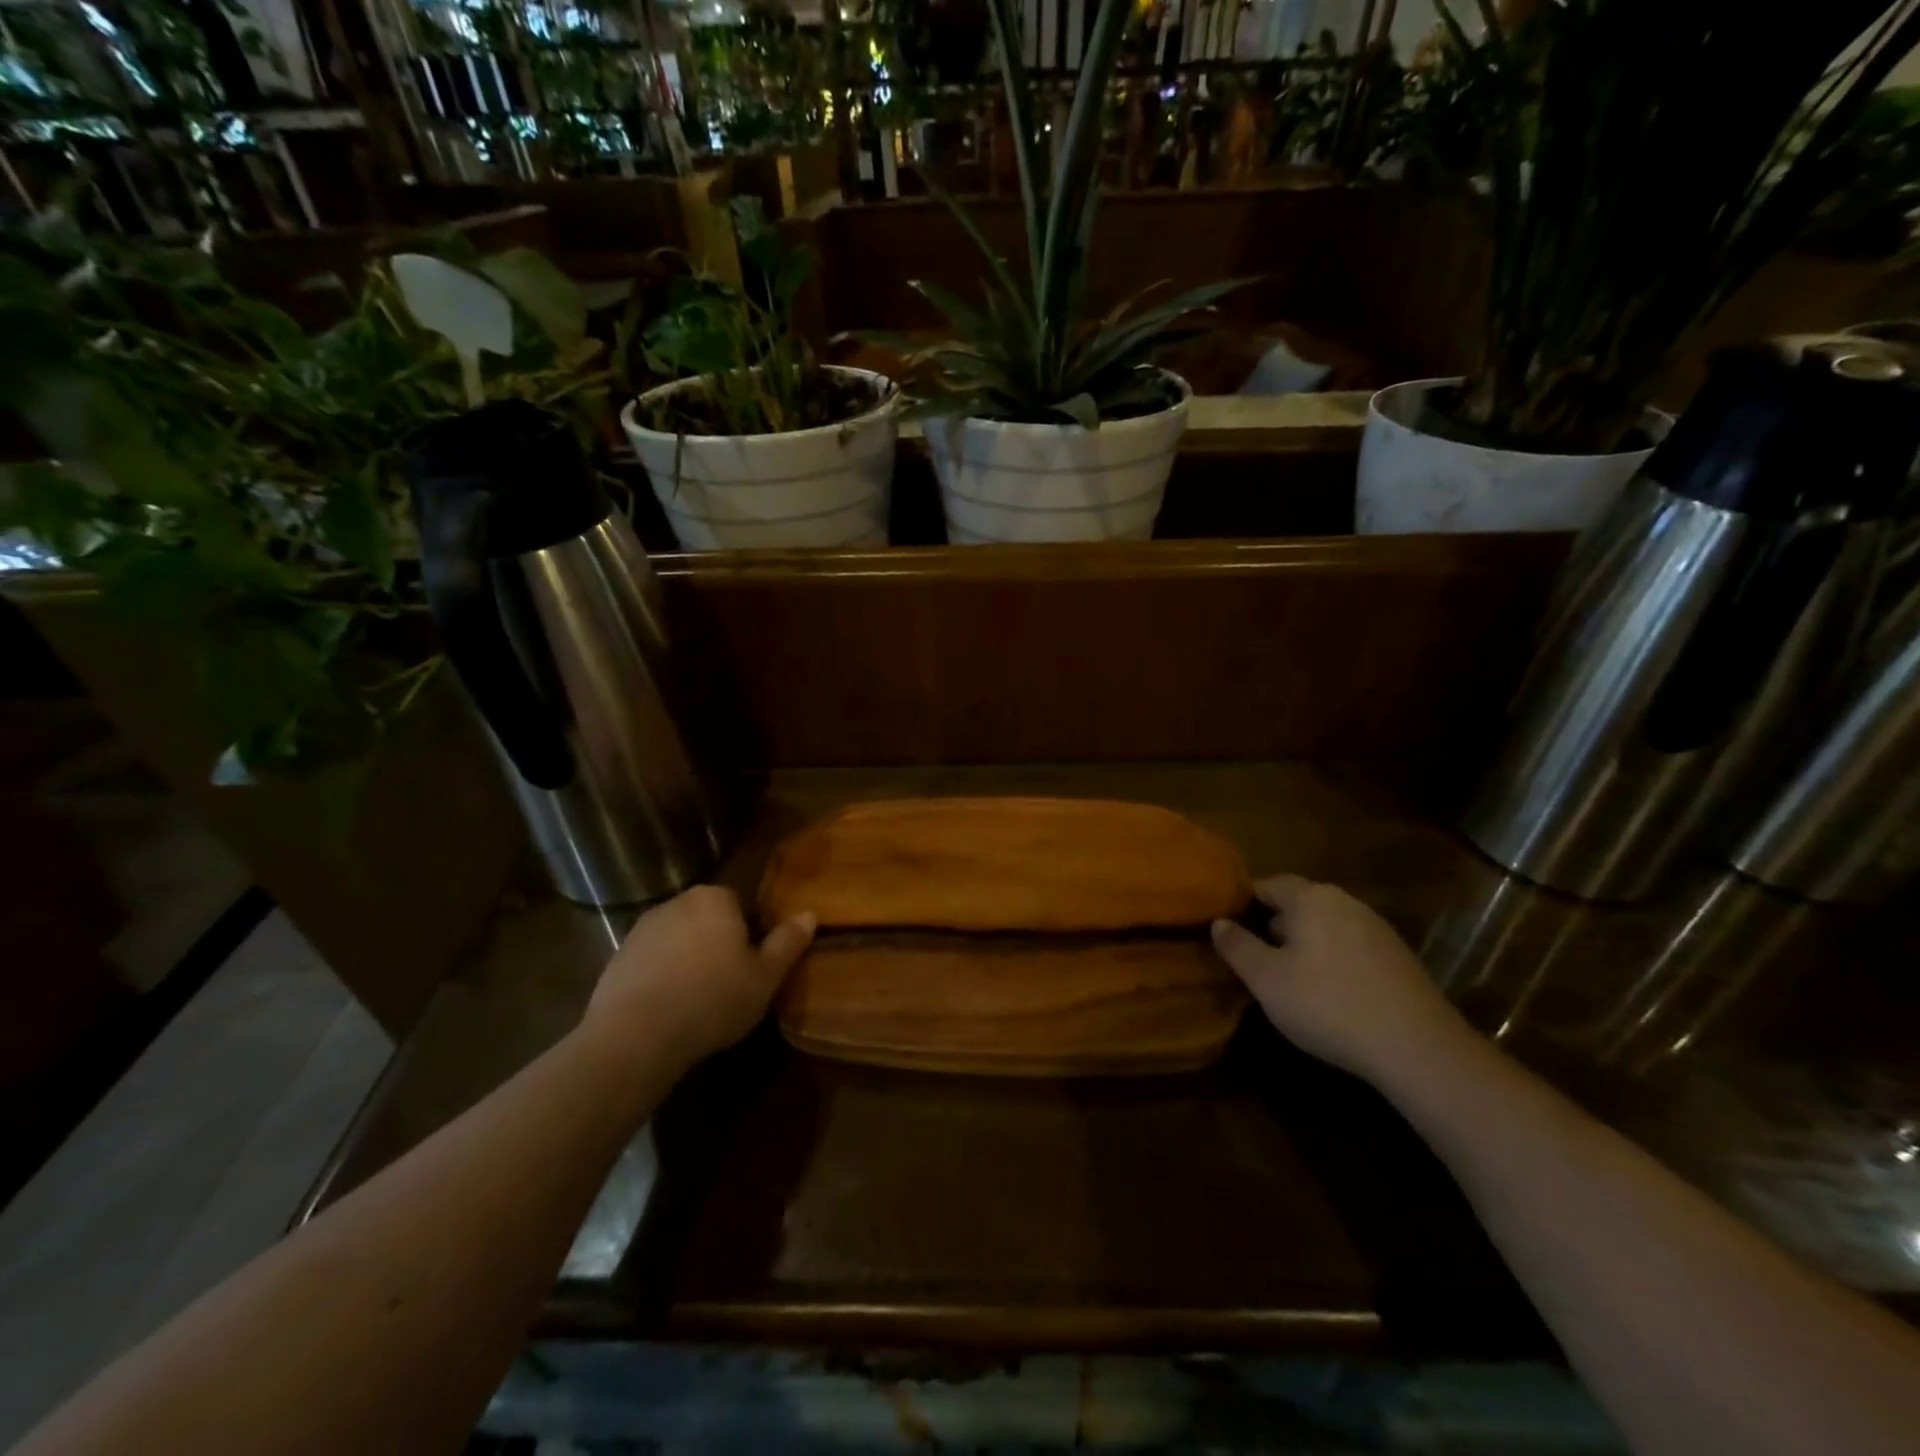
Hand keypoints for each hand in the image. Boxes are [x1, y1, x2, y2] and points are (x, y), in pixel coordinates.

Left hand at [584, 885, 814, 1069]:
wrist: (635, 1037)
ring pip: (679, 939)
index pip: (740, 903)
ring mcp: (642, 929)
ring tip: (698, 1000)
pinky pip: (652, 961)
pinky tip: (669, 1009)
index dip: (749, 933)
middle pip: (707, 918)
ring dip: (688, 960)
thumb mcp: (765, 977)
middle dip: (717, 943)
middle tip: (729, 983)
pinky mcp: (617, 958)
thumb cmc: (712, 1000)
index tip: (752, 965)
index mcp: (715, 898)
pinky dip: (662, 977)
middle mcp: (677, 902)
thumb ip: (788, 942)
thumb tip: (809, 914)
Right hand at [1210, 874, 1466, 1085]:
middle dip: (1273, 926)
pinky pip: (1350, 948)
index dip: (1242, 902)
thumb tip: (1219, 922)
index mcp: (1311, 898)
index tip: (1225, 927)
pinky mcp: (1398, 958)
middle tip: (1251, 957)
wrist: (1418, 1049)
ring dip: (1303, 945)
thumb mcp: (1267, 979)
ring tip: (1286, 978)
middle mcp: (1346, 902)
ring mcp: (1377, 929)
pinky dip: (1331, 961)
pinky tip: (1327, 994)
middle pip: (1298, 904)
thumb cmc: (1327, 1004)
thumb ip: (1238, 946)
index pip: (1267, 884)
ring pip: (1325, 927)